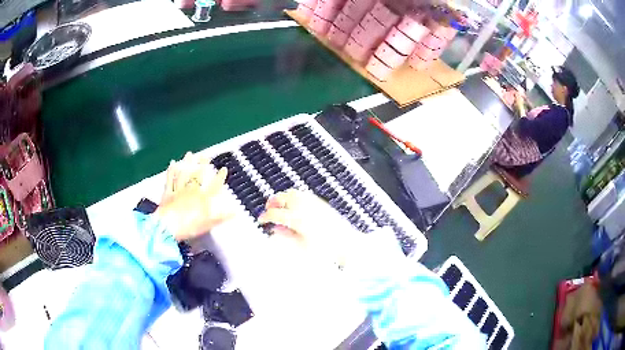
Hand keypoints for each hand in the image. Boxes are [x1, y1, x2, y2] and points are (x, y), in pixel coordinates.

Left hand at [155, 153, 235, 241]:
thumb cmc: (190, 226)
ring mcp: (179, 190)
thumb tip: (236, 210)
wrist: (169, 226)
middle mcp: (192, 191)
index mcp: (203, 199)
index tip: (224, 169)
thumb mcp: (208, 224)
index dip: (220, 177)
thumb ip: (221, 216)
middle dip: (203, 165)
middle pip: (198, 176)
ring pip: (184, 174)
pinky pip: (170, 180)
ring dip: (187, 163)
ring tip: (190, 154)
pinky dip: (171, 171)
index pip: (214, 186)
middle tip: (205, 155)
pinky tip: (173, 163)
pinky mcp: (168, 193)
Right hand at [258, 189, 357, 264]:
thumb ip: (286, 236)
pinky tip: (293, 206)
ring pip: (292, 193)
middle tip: (268, 210)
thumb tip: (274, 229)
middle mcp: (304, 207)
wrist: (346, 243)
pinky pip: (302, 194)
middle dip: (272, 203)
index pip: (275, 214)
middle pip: (282, 197)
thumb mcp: (301, 246)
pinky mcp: (320, 202)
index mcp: (297, 219)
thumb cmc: (324, 249)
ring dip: (282, 198)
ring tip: (279, 207)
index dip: (265, 216)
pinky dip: (294, 197)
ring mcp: (313, 202)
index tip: (261, 220)